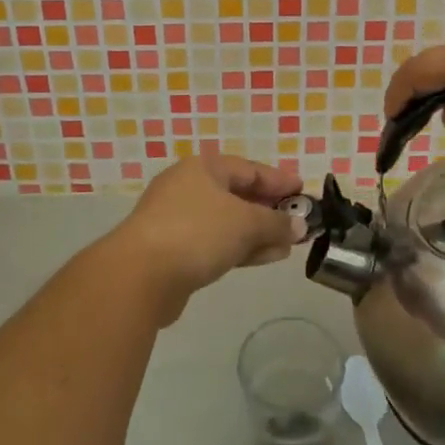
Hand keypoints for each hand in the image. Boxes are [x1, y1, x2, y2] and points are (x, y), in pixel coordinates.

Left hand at [110, 154, 307, 321]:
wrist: (140, 276)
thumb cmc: (197, 232)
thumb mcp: (246, 223)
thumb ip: (276, 223)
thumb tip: (300, 226)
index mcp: (203, 168)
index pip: (249, 169)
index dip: (279, 180)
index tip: (304, 191)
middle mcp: (188, 188)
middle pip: (238, 194)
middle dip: (269, 209)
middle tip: (298, 220)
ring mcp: (178, 220)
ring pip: (228, 222)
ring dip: (258, 232)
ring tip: (288, 244)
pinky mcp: (174, 250)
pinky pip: (216, 243)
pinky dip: (241, 247)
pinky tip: (265, 257)